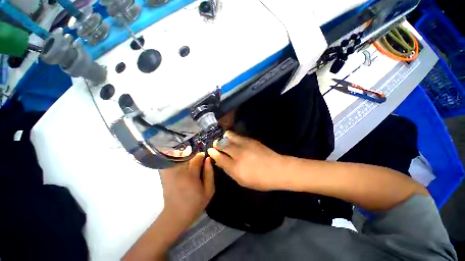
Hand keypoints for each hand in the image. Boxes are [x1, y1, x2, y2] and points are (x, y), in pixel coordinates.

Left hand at [159, 152, 214, 227]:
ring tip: (189, 157)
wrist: (176, 215)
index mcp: (191, 175)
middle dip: (193, 153)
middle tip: (197, 157)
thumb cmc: (195, 203)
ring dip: (184, 154)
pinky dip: (174, 157)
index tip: (204, 156)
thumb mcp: (209, 190)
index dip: (201, 155)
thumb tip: (208, 159)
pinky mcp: (165, 175)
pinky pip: (169, 161)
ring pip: (177, 156)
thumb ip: (209, 173)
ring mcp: (170, 172)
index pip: (197, 158)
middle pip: (186, 155)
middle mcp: (179, 171)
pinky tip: (178, 160)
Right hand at [207, 131, 285, 190]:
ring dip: (224, 138)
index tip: (210, 150)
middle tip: (216, 145)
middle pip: (222, 144)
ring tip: (225, 141)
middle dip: (216, 143)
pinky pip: (237, 136)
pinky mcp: (251, 140)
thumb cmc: (260, 179)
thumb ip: (229, 170)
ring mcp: (245, 144)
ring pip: (229, 136)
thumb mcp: (242, 180)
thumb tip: (219, 161)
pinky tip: (234, 141)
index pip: (219, 156)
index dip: (213, 152)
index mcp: (235, 167)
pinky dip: (232, 137)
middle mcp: (238, 153)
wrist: (278, 169)